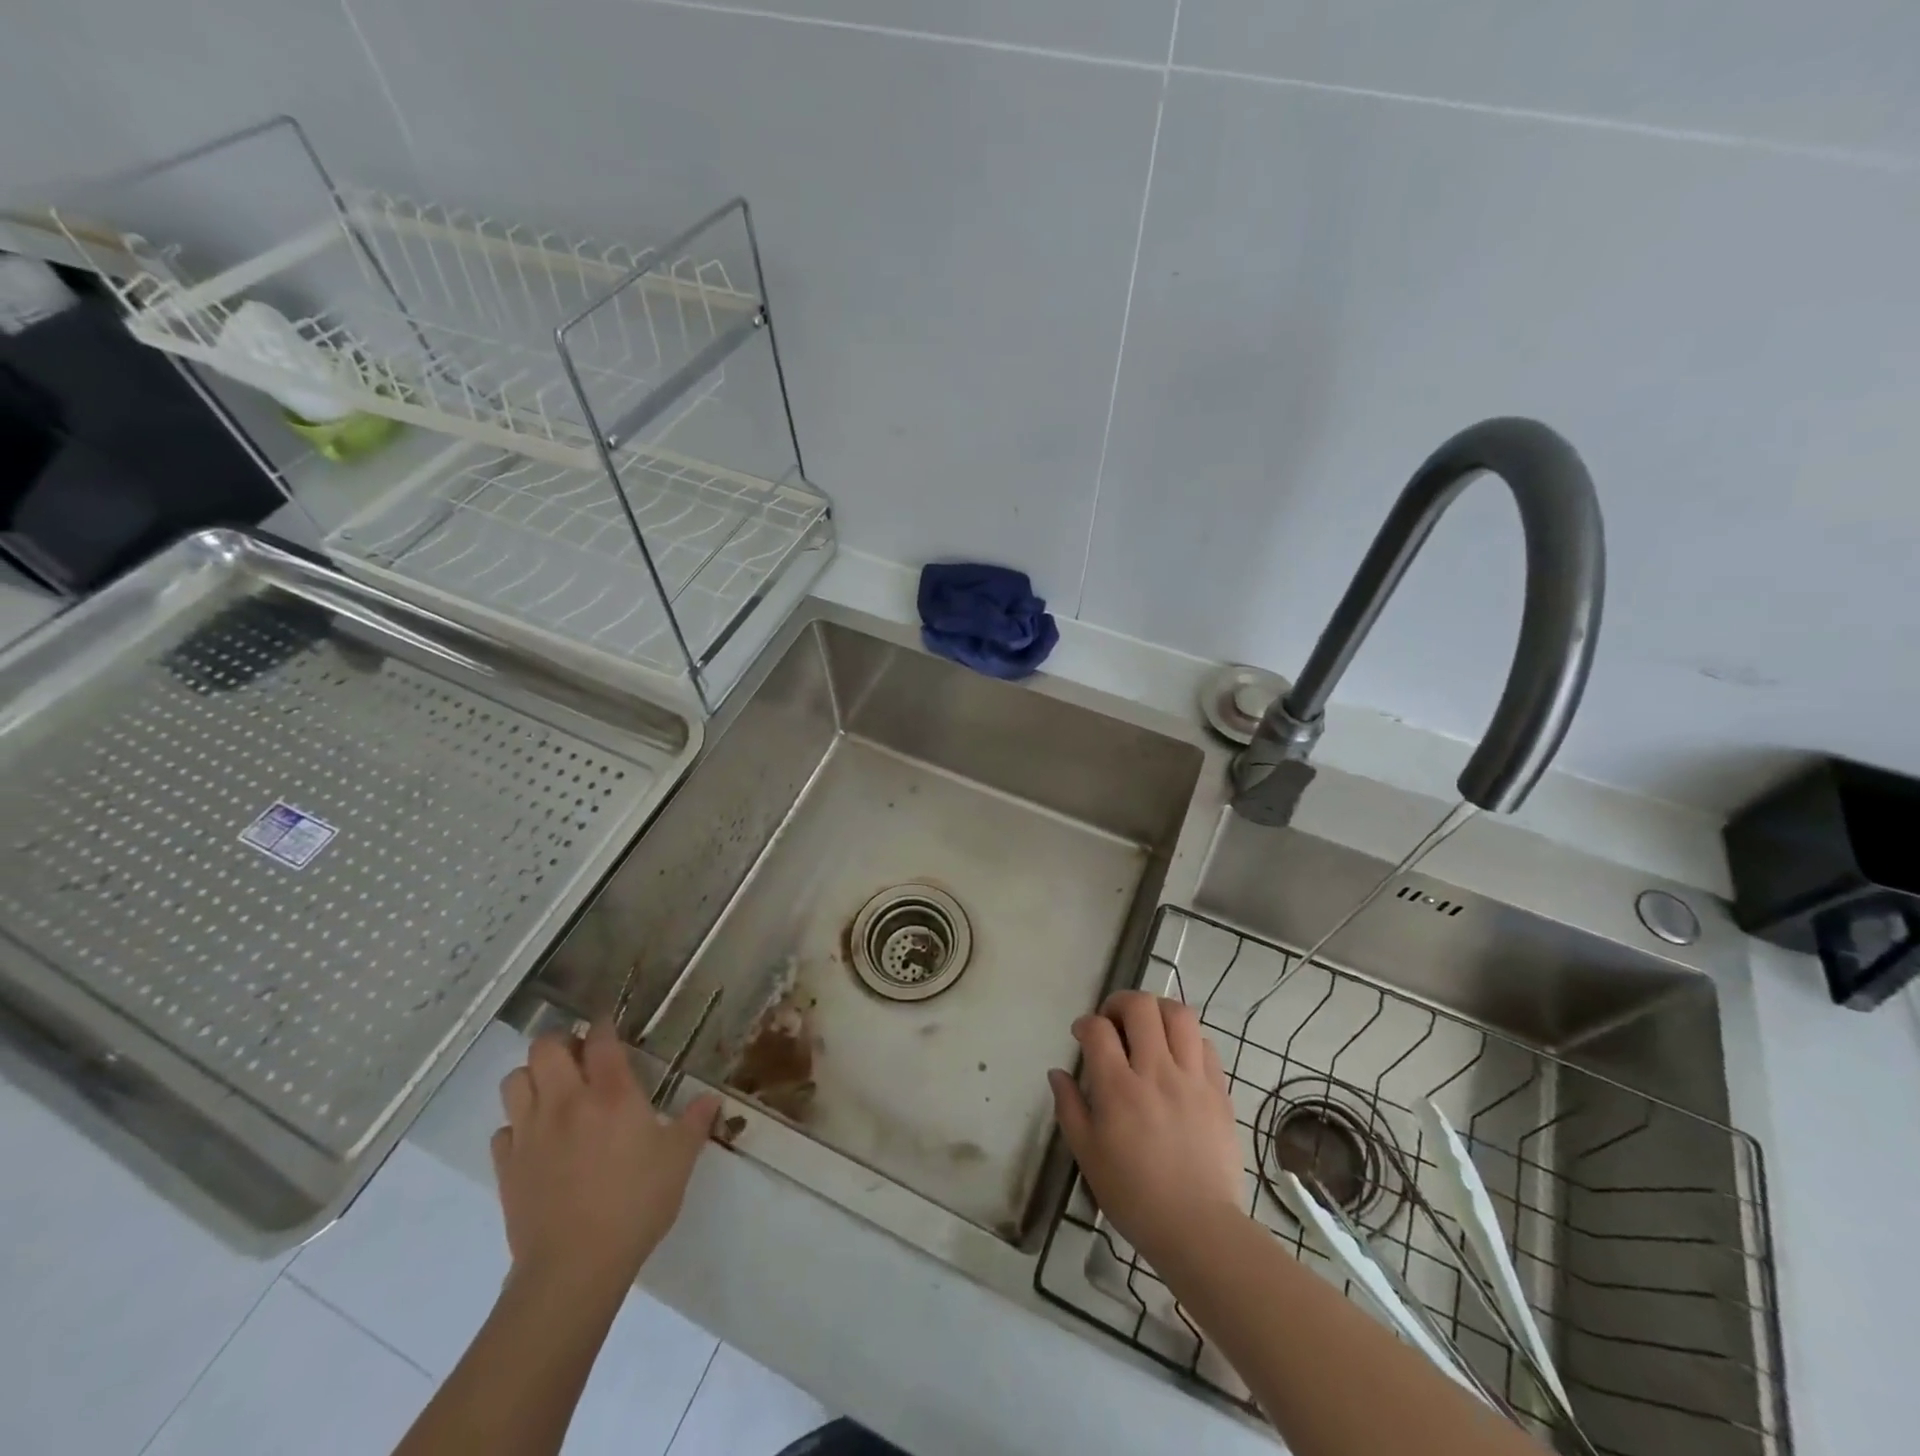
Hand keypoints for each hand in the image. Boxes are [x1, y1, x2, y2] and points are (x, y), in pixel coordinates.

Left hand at [492, 1022, 719, 1295]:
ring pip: (514, 1081)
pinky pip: (503, 1130)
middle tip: (578, 1056)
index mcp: (612, 1094)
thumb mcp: (678, 1160)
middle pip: (546, 1047)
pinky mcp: (507, 1166)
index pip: (601, 1040)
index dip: (603, 1026)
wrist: (574, 1268)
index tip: (608, 1026)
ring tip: (552, 1090)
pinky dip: (517, 1125)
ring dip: (532, 1077)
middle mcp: (566, 1102)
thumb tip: (711, 1099)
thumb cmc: (635, 1205)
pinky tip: (536, 1138)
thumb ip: (694, 1123)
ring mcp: (531, 1133)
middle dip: (561, 1043)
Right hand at [1048, 991, 1246, 1266]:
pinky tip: (1177, 1056)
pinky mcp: (1219, 1091)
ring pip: (1179, 1015)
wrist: (1199, 1229)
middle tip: (1113, 1022)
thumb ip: (1069, 1107)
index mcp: (1119, 1089)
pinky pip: (1206, 1045)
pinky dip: (1188, 1039)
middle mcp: (1156, 1072)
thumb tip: (1058, 1073)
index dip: (1086, 1023)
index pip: (1098, 1029)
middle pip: (1141, 1007)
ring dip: (1158, 1011)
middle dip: (1120, 1003)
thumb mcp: (1087, 1155)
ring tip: (1148, 1027)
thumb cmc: (1134, 1196)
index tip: (1082, 1035)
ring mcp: (1192, 1079)